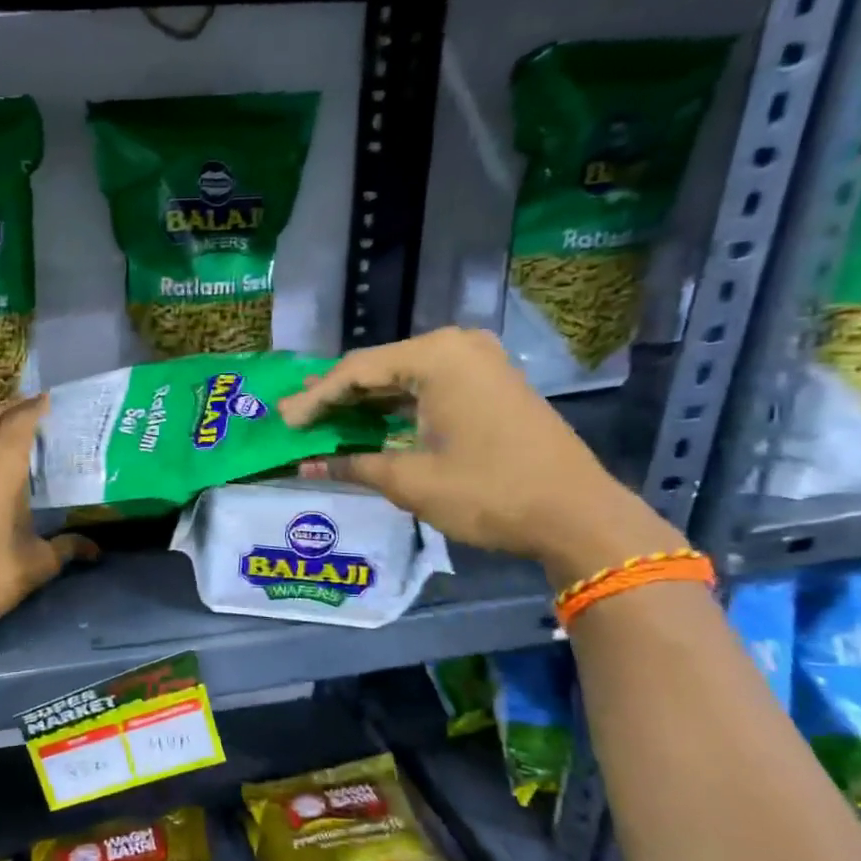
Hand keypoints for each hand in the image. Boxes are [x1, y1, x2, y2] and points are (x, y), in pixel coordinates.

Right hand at [278, 328, 684, 584]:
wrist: (577, 514)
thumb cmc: (488, 492)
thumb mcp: (410, 480)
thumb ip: (352, 465)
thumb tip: (305, 467)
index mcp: (437, 356)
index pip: (356, 371)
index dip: (315, 399)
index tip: (283, 422)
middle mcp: (458, 346)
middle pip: (379, 367)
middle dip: (336, 396)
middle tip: (295, 417)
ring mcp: (479, 363)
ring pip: (403, 377)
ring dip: (364, 402)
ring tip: (321, 419)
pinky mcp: (491, 385)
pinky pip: (429, 387)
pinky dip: (396, 407)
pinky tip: (368, 423)